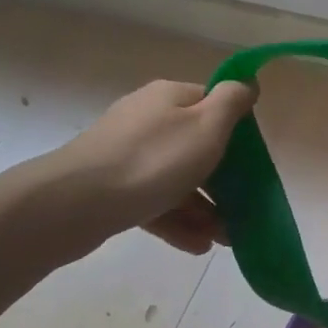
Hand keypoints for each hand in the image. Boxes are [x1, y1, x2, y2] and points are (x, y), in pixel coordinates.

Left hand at [33, 79, 256, 257]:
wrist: (75, 202)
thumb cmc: (153, 160)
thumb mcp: (207, 126)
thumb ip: (232, 101)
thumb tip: (247, 81)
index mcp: (169, 98)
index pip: (212, 104)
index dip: (236, 131)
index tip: (252, 161)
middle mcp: (146, 119)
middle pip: (195, 145)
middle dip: (223, 179)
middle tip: (242, 209)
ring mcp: (125, 153)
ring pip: (175, 178)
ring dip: (203, 207)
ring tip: (223, 238)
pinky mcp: (111, 187)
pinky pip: (153, 200)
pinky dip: (177, 221)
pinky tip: (197, 245)